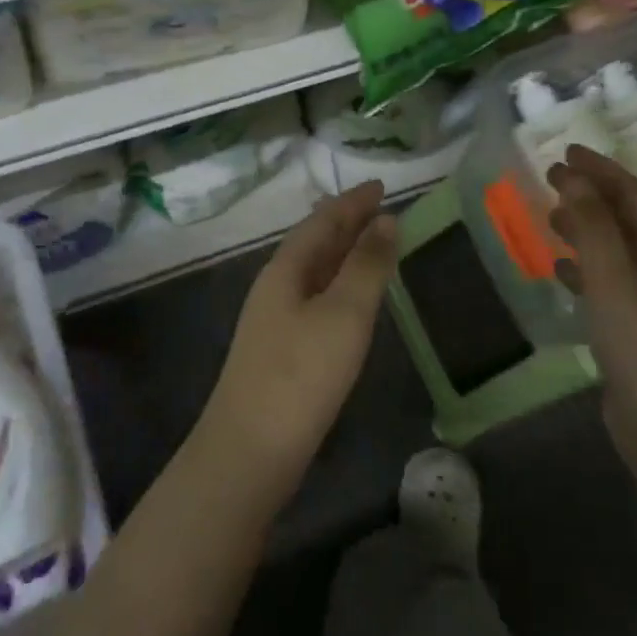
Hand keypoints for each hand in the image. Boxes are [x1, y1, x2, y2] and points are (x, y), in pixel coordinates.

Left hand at [200, 181, 397, 495]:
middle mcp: (276, 285)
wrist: (250, 450)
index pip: (323, 220)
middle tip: (381, 208)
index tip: (382, 185)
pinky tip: (350, 299)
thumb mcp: (344, 314)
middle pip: (314, 242)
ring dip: (342, 253)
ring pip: (314, 271)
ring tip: (371, 243)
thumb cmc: (301, 375)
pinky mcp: (281, 349)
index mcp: (286, 268)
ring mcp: (274, 319)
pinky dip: (338, 285)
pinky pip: (315, 298)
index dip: (353, 201)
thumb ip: (367, 265)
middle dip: (347, 222)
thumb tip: (386, 219)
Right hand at [547, 147, 636, 492]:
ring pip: (616, 251)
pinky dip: (583, 269)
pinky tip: (559, 271)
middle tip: (552, 178)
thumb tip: (573, 178)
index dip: (603, 171)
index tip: (566, 152)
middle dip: (592, 195)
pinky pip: (606, 284)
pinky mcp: (635, 331)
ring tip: (551, 218)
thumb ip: (593, 228)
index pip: (636, 197)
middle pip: (627, 220)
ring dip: (586, 229)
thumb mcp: (614, 281)